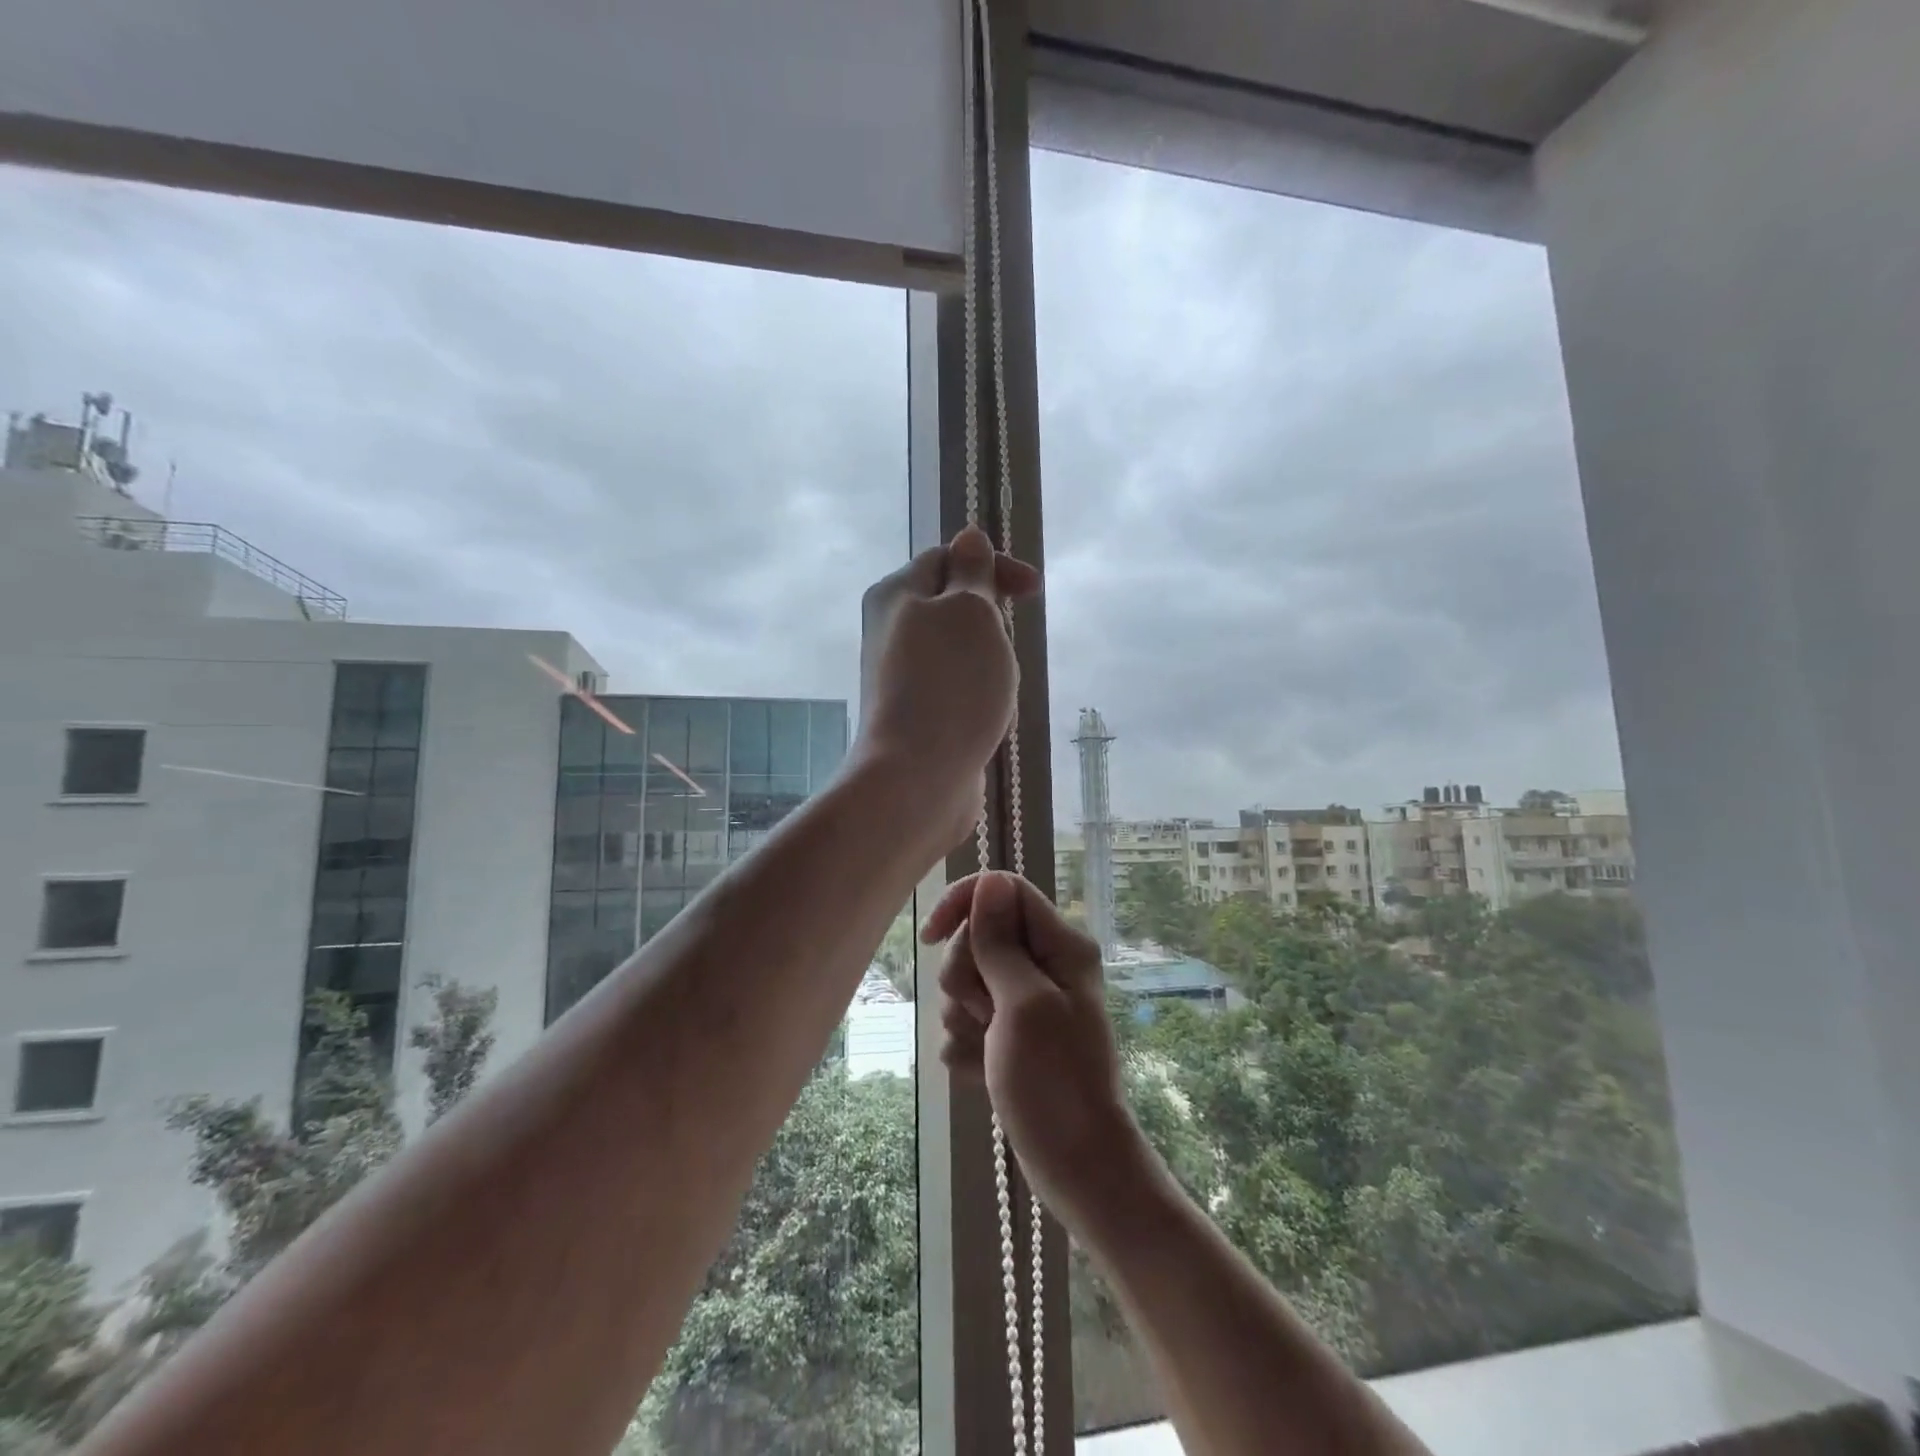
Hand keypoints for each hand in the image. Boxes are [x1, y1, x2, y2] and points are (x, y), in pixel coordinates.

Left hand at [855, 527, 1038, 851]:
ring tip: (998, 685)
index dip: (993, 566)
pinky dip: (977, 690)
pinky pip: (952, 686)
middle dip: (991, 616)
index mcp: (895, 594)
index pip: (947, 557)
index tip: (1034, 592)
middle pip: (949, 603)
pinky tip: (987, 713)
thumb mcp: (971, 611)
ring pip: (955, 648)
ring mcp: (898, 675)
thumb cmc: (950, 684)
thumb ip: (972, 572)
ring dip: (987, 657)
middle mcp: (889, 630)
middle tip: (1008, 643)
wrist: (918, 776)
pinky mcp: (912, 713)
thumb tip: (968, 537)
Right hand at [923, 872, 1150, 1230]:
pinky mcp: (1007, 1034)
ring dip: (963, 1017)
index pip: (1002, 889)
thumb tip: (988, 880)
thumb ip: (1000, 942)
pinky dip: (967, 1045)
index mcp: (1060, 944)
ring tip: (989, 1049)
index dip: (963, 904)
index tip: (930, 936)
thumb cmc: (1055, 1081)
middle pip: (976, 936)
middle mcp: (1043, 964)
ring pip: (964, 980)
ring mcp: (1024, 1001)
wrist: (1074, 1165)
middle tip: (986, 1014)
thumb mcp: (1024, 1004)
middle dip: (965, 976)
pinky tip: (985, 1072)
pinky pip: (965, 1021)